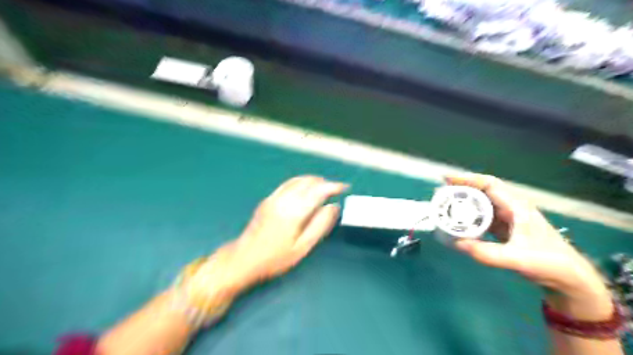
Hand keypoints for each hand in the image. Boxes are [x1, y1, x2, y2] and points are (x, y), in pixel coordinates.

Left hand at [199, 176, 345, 295]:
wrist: (244, 258)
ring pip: (297, 180)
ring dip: (313, 180)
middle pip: (308, 182)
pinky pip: (287, 183)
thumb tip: (334, 207)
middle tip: (335, 190)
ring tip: (324, 187)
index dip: (333, 186)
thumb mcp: (302, 247)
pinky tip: (305, 188)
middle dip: (324, 182)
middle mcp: (284, 200)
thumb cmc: (275, 258)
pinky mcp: (268, 199)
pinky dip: (300, 181)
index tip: (343, 187)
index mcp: (294, 212)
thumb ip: (320, 225)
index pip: (318, 191)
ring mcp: (274, 198)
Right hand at [442, 174, 610, 300]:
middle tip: (440, 193)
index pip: (490, 184)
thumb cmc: (550, 263)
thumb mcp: (518, 259)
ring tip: (445, 204)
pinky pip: (482, 216)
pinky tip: (458, 221)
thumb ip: (488, 253)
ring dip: (463, 202)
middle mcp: (511, 208)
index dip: (468, 179)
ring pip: (481, 203)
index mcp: (517, 207)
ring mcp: (507, 218)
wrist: (569, 278)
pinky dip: (468, 215)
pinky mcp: (504, 228)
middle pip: (483, 190)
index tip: (447, 179)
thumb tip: (457, 243)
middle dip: (461, 189)